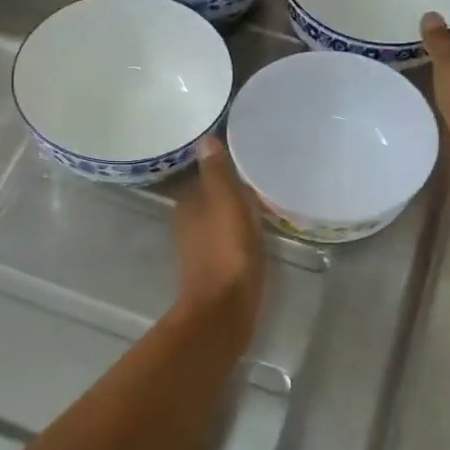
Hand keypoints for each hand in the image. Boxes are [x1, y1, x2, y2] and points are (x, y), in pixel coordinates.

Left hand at [172, 136, 265, 349]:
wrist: (223, 311)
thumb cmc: (227, 253)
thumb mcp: (227, 205)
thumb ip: (218, 173)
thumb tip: (204, 138)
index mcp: (188, 204)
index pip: (204, 174)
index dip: (221, 166)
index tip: (244, 154)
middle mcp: (187, 223)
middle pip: (210, 197)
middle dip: (228, 187)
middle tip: (258, 174)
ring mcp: (198, 248)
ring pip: (217, 219)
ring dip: (233, 210)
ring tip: (261, 200)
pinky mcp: (213, 269)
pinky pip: (226, 239)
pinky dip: (238, 232)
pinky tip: (256, 233)